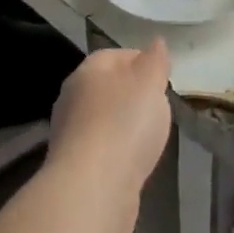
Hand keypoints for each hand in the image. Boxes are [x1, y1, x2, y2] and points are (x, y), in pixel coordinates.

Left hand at [48, 40, 172, 232]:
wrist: (93, 189)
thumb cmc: (124, 125)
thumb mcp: (150, 82)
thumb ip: (155, 61)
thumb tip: (156, 43)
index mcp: (87, 71)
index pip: (115, 55)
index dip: (141, 61)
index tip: (163, 77)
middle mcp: (72, 98)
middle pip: (107, 87)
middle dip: (132, 94)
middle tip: (159, 105)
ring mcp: (70, 134)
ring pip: (103, 119)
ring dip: (124, 125)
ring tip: (150, 134)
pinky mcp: (75, 167)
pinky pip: (102, 149)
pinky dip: (118, 151)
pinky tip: (134, 160)